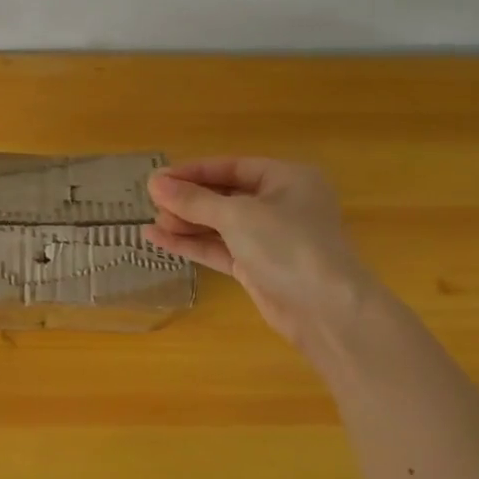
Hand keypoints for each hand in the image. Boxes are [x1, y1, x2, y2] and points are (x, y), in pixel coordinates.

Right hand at [145, 157, 380, 345]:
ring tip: (151, 224)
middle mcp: (280, 204)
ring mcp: (270, 238)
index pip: (231, 167)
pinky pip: (220, 248)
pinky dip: (193, 244)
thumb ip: (193, 200)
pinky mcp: (258, 267)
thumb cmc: (287, 245)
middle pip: (224, 195)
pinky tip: (160, 241)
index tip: (158, 179)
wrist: (326, 311)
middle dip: (188, 200)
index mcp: (287, 178)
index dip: (193, 172)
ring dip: (187, 223)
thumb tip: (154, 183)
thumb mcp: (236, 215)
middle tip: (152, 203)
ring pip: (220, 224)